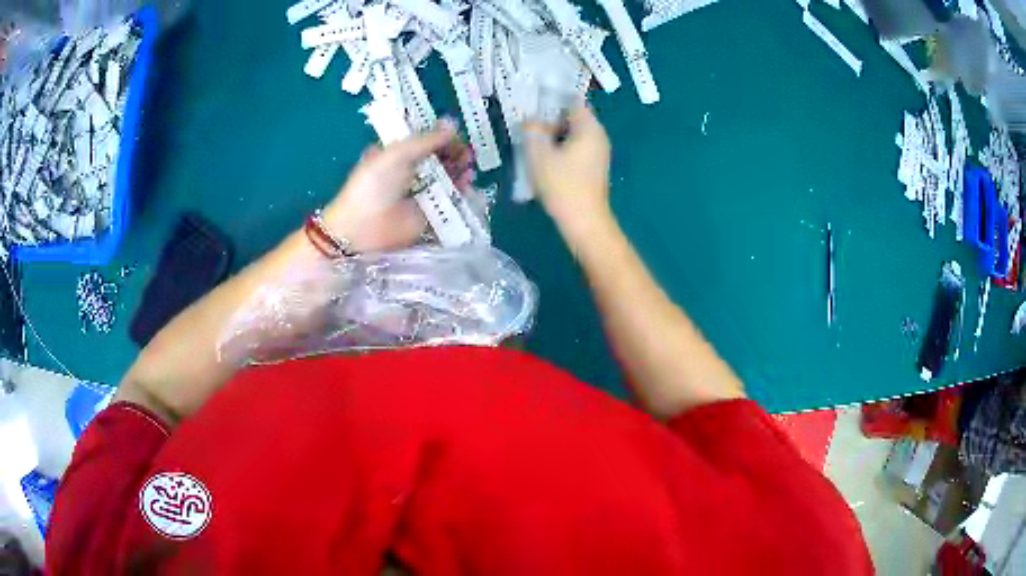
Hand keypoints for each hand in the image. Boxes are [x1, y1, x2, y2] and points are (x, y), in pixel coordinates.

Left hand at [321, 120, 473, 251]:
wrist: (363, 228)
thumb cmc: (374, 185)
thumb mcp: (397, 154)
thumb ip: (426, 140)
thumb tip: (453, 124)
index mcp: (396, 154)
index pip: (423, 140)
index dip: (441, 136)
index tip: (456, 135)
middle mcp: (408, 172)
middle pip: (438, 158)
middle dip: (454, 154)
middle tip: (467, 154)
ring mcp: (419, 194)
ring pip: (446, 178)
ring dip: (460, 171)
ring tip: (468, 170)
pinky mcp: (429, 215)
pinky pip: (449, 201)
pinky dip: (461, 193)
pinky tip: (469, 187)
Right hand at [523, 104, 611, 241]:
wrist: (584, 222)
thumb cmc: (562, 185)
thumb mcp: (539, 154)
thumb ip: (532, 130)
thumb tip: (531, 120)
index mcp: (589, 128)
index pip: (573, 101)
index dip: (553, 99)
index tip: (534, 102)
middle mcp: (598, 136)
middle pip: (573, 118)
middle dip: (550, 119)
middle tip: (528, 124)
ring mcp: (598, 153)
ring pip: (573, 134)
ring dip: (553, 136)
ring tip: (532, 141)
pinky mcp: (593, 168)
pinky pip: (575, 149)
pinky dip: (560, 149)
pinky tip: (544, 159)